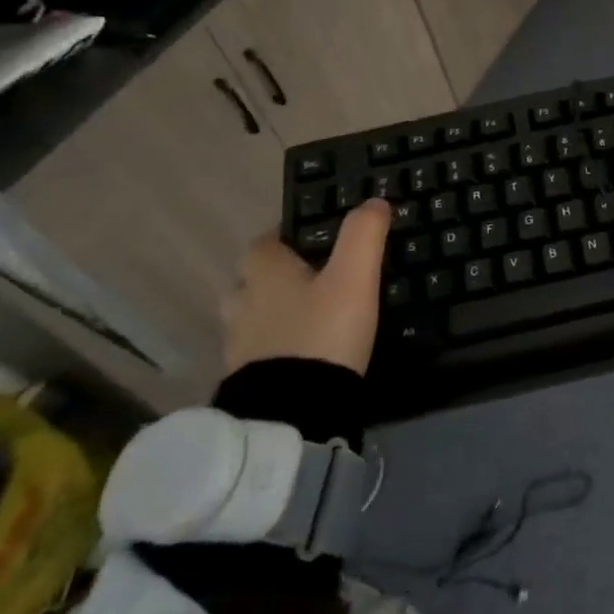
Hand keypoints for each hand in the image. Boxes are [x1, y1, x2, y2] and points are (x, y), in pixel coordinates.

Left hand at [220, 199, 390, 375]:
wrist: (293, 412)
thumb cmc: (324, 333)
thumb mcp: (354, 278)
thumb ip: (363, 235)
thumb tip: (374, 201)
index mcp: (264, 272)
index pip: (265, 241)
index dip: (288, 235)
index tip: (315, 239)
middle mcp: (243, 302)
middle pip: (253, 278)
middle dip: (278, 276)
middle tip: (317, 279)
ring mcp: (239, 344)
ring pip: (253, 315)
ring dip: (275, 312)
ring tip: (312, 317)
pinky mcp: (246, 378)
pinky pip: (260, 349)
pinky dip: (277, 345)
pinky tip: (305, 351)